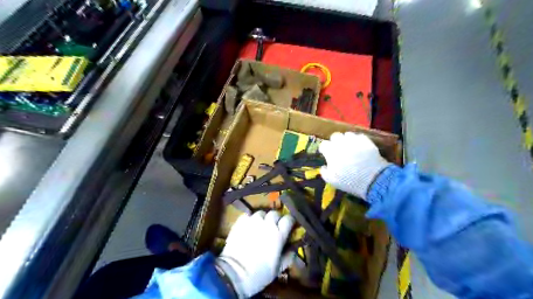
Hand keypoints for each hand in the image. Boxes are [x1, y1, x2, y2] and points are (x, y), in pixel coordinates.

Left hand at [214, 211, 295, 298]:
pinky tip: (249, 226)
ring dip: (263, 218)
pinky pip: (248, 215)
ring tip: (260, 226)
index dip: (290, 222)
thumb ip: (289, 256)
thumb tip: (294, 249)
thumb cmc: (259, 273)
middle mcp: (267, 223)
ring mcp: (253, 221)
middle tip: (274, 227)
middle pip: (275, 213)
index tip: (289, 226)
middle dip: (276, 219)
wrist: (234, 273)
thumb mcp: (278, 268)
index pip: (289, 219)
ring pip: (261, 213)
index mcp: (279, 234)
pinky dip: (250, 219)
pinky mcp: (240, 221)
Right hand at [318, 133, 389, 199]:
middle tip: (338, 151)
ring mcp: (354, 140)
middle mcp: (341, 142)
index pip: (323, 144)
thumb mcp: (332, 181)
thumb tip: (324, 167)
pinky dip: (358, 141)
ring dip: (347, 140)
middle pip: (335, 136)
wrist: (373, 179)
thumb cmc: (350, 181)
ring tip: (350, 148)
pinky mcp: (366, 141)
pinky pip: (359, 137)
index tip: (326, 155)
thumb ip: (325, 172)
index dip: (324, 150)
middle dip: (335, 142)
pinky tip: (360, 148)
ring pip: (347, 134)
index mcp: (331, 151)